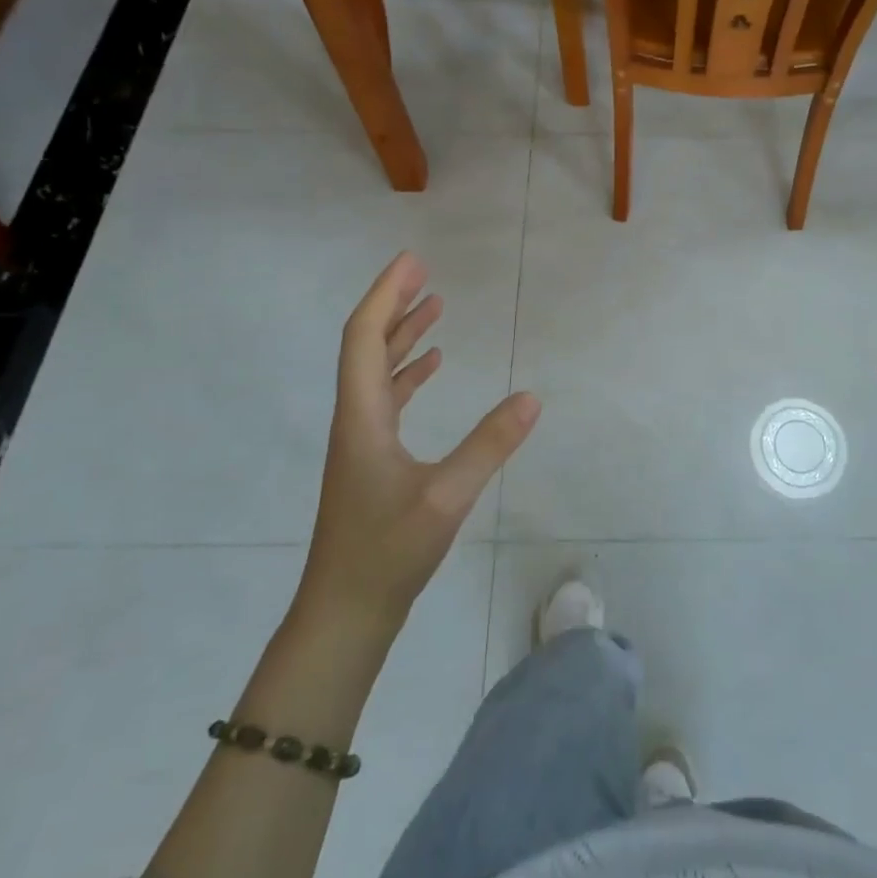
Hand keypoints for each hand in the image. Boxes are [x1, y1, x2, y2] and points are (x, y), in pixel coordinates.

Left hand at [299, 252, 539, 629]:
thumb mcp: (446, 497)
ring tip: (434, 308)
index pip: (364, 337)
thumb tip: (532, 397)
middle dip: (394, 305)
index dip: (386, 295)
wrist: (344, 615)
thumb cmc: (386, 553)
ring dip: (402, 336)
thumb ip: (490, 445)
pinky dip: (408, 373)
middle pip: (367, 346)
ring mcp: (361, 441)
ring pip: (377, 372)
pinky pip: (388, 399)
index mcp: (362, 416)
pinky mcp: (371, 462)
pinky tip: (432, 368)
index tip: (412, 262)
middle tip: (424, 273)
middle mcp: (355, 419)